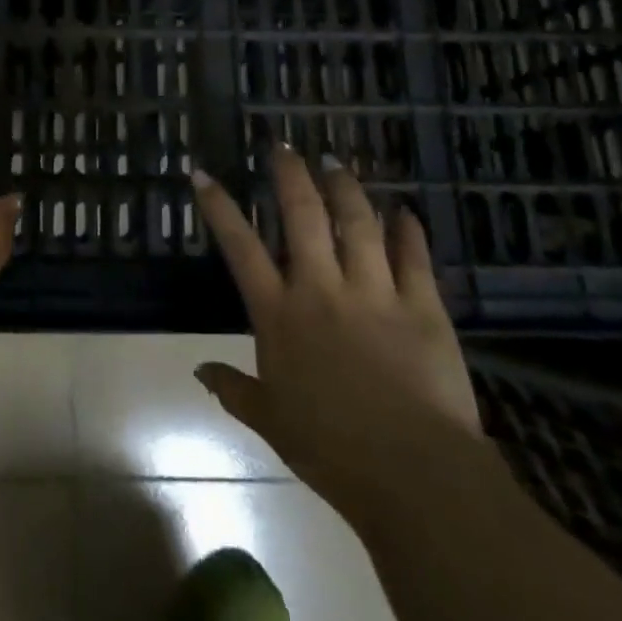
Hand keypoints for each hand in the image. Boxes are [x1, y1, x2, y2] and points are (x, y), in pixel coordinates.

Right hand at [192, 145, 481, 507]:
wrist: (413, 474)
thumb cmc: (330, 450)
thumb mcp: (271, 421)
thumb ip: (233, 389)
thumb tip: (199, 370)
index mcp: (280, 314)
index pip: (240, 247)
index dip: (219, 207)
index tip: (203, 173)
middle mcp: (322, 289)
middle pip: (303, 216)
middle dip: (290, 175)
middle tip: (284, 146)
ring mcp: (374, 292)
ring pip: (358, 223)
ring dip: (345, 188)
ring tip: (336, 163)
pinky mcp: (423, 306)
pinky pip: (414, 257)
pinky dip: (408, 230)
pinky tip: (404, 210)